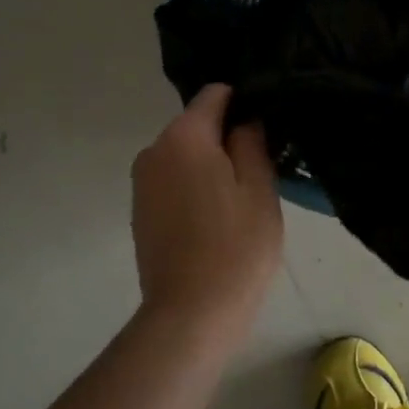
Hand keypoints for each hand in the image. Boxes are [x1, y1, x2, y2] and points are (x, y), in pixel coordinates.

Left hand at [132, 85, 284, 341]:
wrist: (190, 314)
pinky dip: (194, 186)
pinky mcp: (140, 210)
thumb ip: (251, 141)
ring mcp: (142, 182)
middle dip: (227, 137)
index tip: (268, 127)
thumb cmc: (235, 247)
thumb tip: (244, 119)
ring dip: (211, 164)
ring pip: (185, 154)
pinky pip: (173, 180)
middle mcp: (153, 149)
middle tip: (262, 168)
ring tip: (240, 198)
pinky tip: (216, 217)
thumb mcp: (259, 187)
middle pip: (198, 124)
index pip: (216, 93)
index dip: (245, 102)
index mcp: (184, 136)